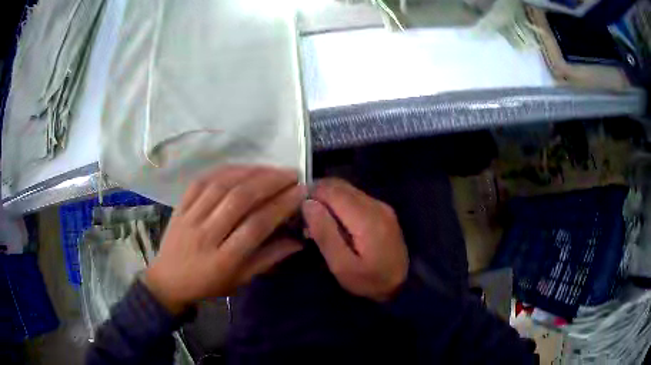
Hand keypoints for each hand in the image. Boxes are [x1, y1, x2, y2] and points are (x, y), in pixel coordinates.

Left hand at [144, 166, 304, 313]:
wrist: (168, 280)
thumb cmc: (207, 284)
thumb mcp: (240, 280)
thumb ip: (268, 259)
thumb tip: (298, 241)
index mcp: (223, 260)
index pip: (256, 226)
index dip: (281, 206)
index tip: (300, 191)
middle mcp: (206, 234)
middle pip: (239, 199)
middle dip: (270, 182)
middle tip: (291, 174)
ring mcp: (190, 217)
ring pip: (221, 186)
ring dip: (250, 172)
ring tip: (271, 168)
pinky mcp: (180, 206)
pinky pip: (201, 181)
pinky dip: (224, 170)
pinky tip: (242, 167)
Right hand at [302, 179, 407, 301]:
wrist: (402, 285)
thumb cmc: (369, 281)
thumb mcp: (342, 266)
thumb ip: (325, 233)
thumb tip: (308, 203)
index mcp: (366, 218)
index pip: (332, 190)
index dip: (311, 195)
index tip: (299, 212)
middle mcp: (375, 204)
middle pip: (339, 186)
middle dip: (318, 195)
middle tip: (306, 217)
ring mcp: (381, 205)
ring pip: (346, 189)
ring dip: (328, 199)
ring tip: (318, 221)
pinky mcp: (382, 210)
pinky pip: (355, 197)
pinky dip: (339, 203)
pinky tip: (334, 222)